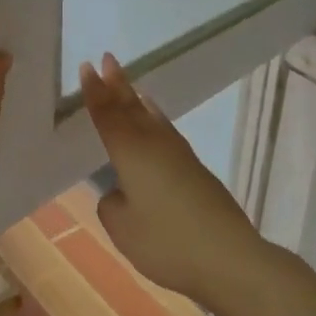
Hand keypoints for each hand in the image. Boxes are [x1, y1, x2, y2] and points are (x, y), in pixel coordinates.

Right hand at [78, 54, 265, 307]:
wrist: (228, 257)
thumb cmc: (166, 242)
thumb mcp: (123, 228)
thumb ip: (113, 204)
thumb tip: (122, 192)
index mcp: (131, 152)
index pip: (108, 115)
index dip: (95, 92)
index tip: (87, 67)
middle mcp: (155, 144)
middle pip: (132, 107)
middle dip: (117, 84)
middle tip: (107, 59)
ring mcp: (180, 155)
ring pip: (153, 118)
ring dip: (137, 100)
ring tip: (131, 86)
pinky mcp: (196, 171)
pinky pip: (167, 132)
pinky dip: (156, 120)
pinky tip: (157, 124)